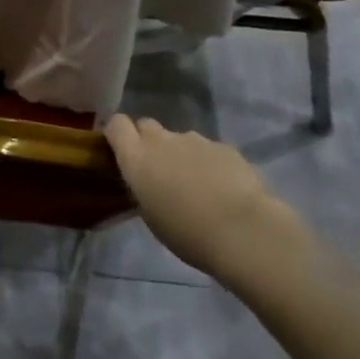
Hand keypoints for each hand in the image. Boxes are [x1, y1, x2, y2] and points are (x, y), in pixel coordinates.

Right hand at [103, 115, 303, 279]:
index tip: (121, 150)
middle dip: (148, 141)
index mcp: (137, 158)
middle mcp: (162, 141)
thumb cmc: (188, 233)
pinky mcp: (223, 146)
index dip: (117, 133)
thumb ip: (144, 188)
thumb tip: (149, 180)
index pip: (116, 124)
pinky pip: (207, 150)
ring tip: (197, 187)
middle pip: (146, 125)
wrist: (243, 230)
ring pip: (179, 139)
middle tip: (159, 171)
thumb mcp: (151, 216)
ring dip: (181, 155)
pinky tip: (222, 189)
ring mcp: (194, 139)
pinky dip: (209, 163)